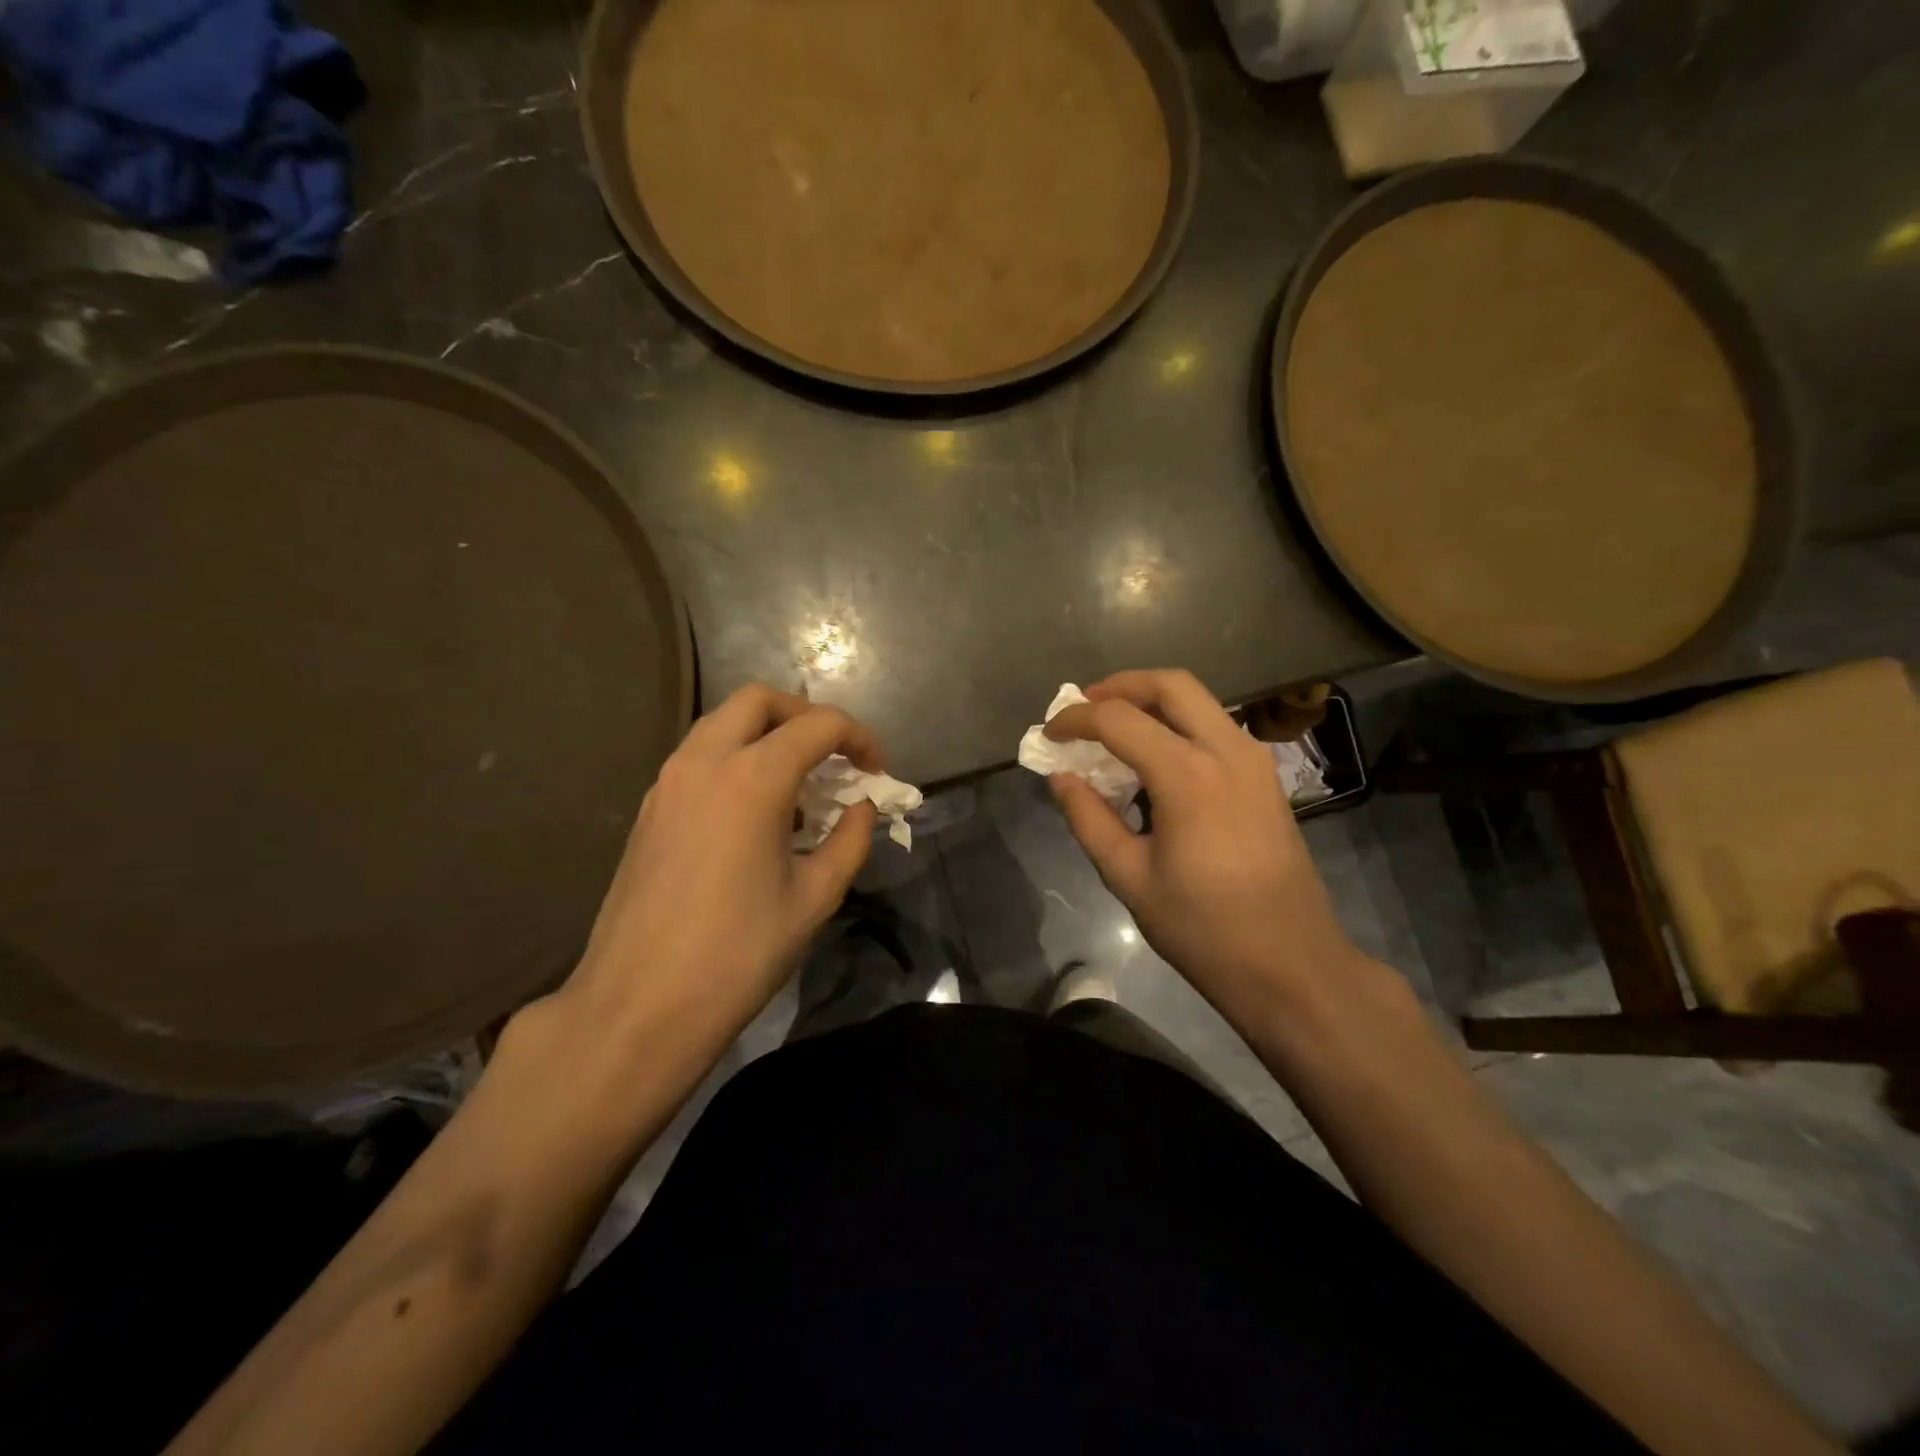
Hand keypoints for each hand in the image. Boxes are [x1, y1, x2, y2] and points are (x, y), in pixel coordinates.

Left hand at [555, 684, 880, 1049]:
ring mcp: (668, 782)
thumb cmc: (738, 954)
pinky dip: (736, 760)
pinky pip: (700, 757)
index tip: (878, 771)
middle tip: (835, 757)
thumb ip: (849, 840)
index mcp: (752, 779)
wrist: (638, 1006)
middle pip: (760, 701)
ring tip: (798, 787)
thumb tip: (861, 808)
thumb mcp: (814, 898)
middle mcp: (704, 762)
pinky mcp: (649, 808)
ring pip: (723, 724)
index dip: (859, 737)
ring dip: (767, 735)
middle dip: (806, 716)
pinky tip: (755, 814)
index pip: (818, 725)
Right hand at [1046, 670, 1359, 1023]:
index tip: (1048, 734)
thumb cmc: (1203, 928)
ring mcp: (1254, 761)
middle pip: (1170, 684)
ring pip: (1200, 701)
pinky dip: (1180, 724)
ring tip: (1116, 727)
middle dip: (1121, 685)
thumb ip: (1089, 819)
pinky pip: (1217, 728)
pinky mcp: (1266, 779)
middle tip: (1085, 705)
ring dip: (1153, 701)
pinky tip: (1157, 758)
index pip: (1118, 720)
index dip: (1075, 720)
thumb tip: (1061, 777)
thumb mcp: (1129, 877)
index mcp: (1187, 774)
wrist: (1291, 965)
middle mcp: (1226, 751)